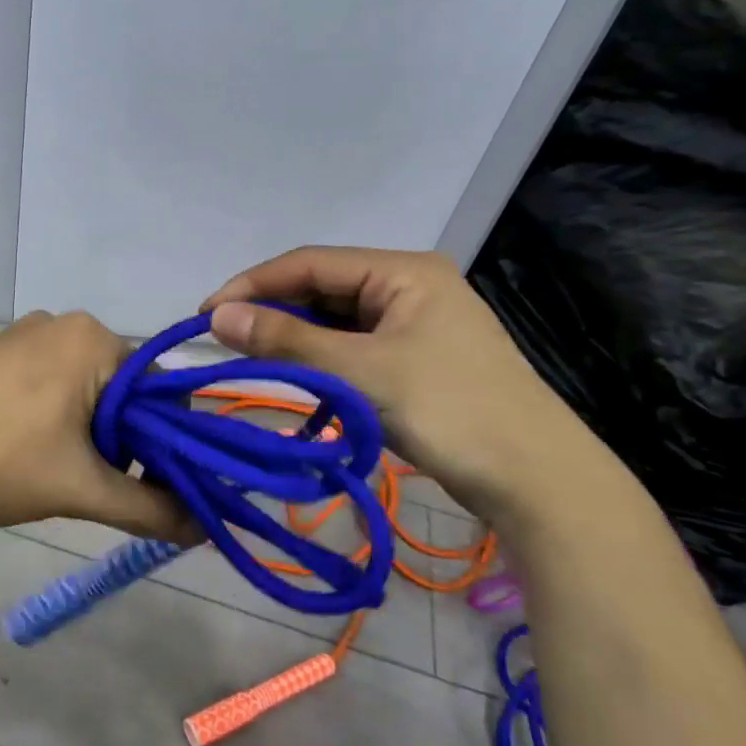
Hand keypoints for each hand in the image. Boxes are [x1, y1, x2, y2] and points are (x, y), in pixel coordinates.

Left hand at [0, 312, 195, 541]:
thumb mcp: (77, 487)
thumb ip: (148, 507)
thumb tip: (205, 529)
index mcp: (94, 339)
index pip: (163, 391)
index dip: (169, 444)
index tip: (158, 489)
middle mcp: (65, 323)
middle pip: (126, 389)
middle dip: (125, 442)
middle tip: (99, 487)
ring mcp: (27, 334)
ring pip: (88, 389)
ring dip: (91, 435)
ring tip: (59, 474)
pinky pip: (52, 383)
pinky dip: (59, 419)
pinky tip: (29, 452)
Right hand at [203, 247, 622, 529]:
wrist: (539, 482)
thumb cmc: (450, 410)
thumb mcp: (360, 371)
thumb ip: (286, 341)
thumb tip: (216, 316)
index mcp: (403, 271)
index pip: (310, 263)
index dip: (253, 285)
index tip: (206, 314)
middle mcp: (408, 287)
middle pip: (322, 289)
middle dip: (273, 312)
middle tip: (223, 340)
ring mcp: (414, 324)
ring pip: (334, 321)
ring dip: (293, 339)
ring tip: (249, 359)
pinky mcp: (415, 359)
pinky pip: (352, 348)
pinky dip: (319, 360)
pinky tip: (294, 376)